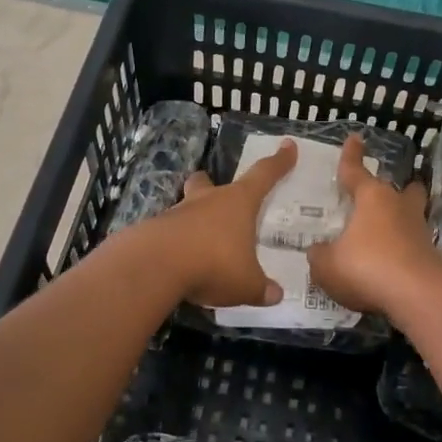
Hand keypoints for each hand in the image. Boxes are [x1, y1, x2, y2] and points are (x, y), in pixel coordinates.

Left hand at [150, 138, 298, 306]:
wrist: (155, 266)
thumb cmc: (213, 264)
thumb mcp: (246, 284)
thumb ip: (261, 288)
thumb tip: (276, 295)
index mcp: (238, 203)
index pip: (264, 175)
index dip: (279, 162)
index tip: (288, 146)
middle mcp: (207, 201)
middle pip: (207, 182)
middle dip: (209, 184)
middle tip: (216, 195)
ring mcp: (176, 213)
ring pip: (186, 207)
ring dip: (193, 219)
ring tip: (200, 244)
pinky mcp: (154, 231)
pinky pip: (170, 233)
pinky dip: (176, 244)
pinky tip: (180, 264)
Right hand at [307, 135, 441, 315]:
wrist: (418, 296)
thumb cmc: (367, 267)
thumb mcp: (327, 264)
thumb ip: (319, 255)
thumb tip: (318, 250)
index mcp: (372, 197)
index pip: (356, 170)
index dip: (351, 156)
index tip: (355, 138)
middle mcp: (398, 207)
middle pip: (400, 189)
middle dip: (394, 188)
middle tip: (382, 193)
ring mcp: (419, 231)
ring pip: (411, 215)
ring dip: (401, 219)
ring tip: (387, 229)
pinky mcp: (430, 256)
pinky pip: (412, 244)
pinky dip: (402, 248)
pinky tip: (389, 262)